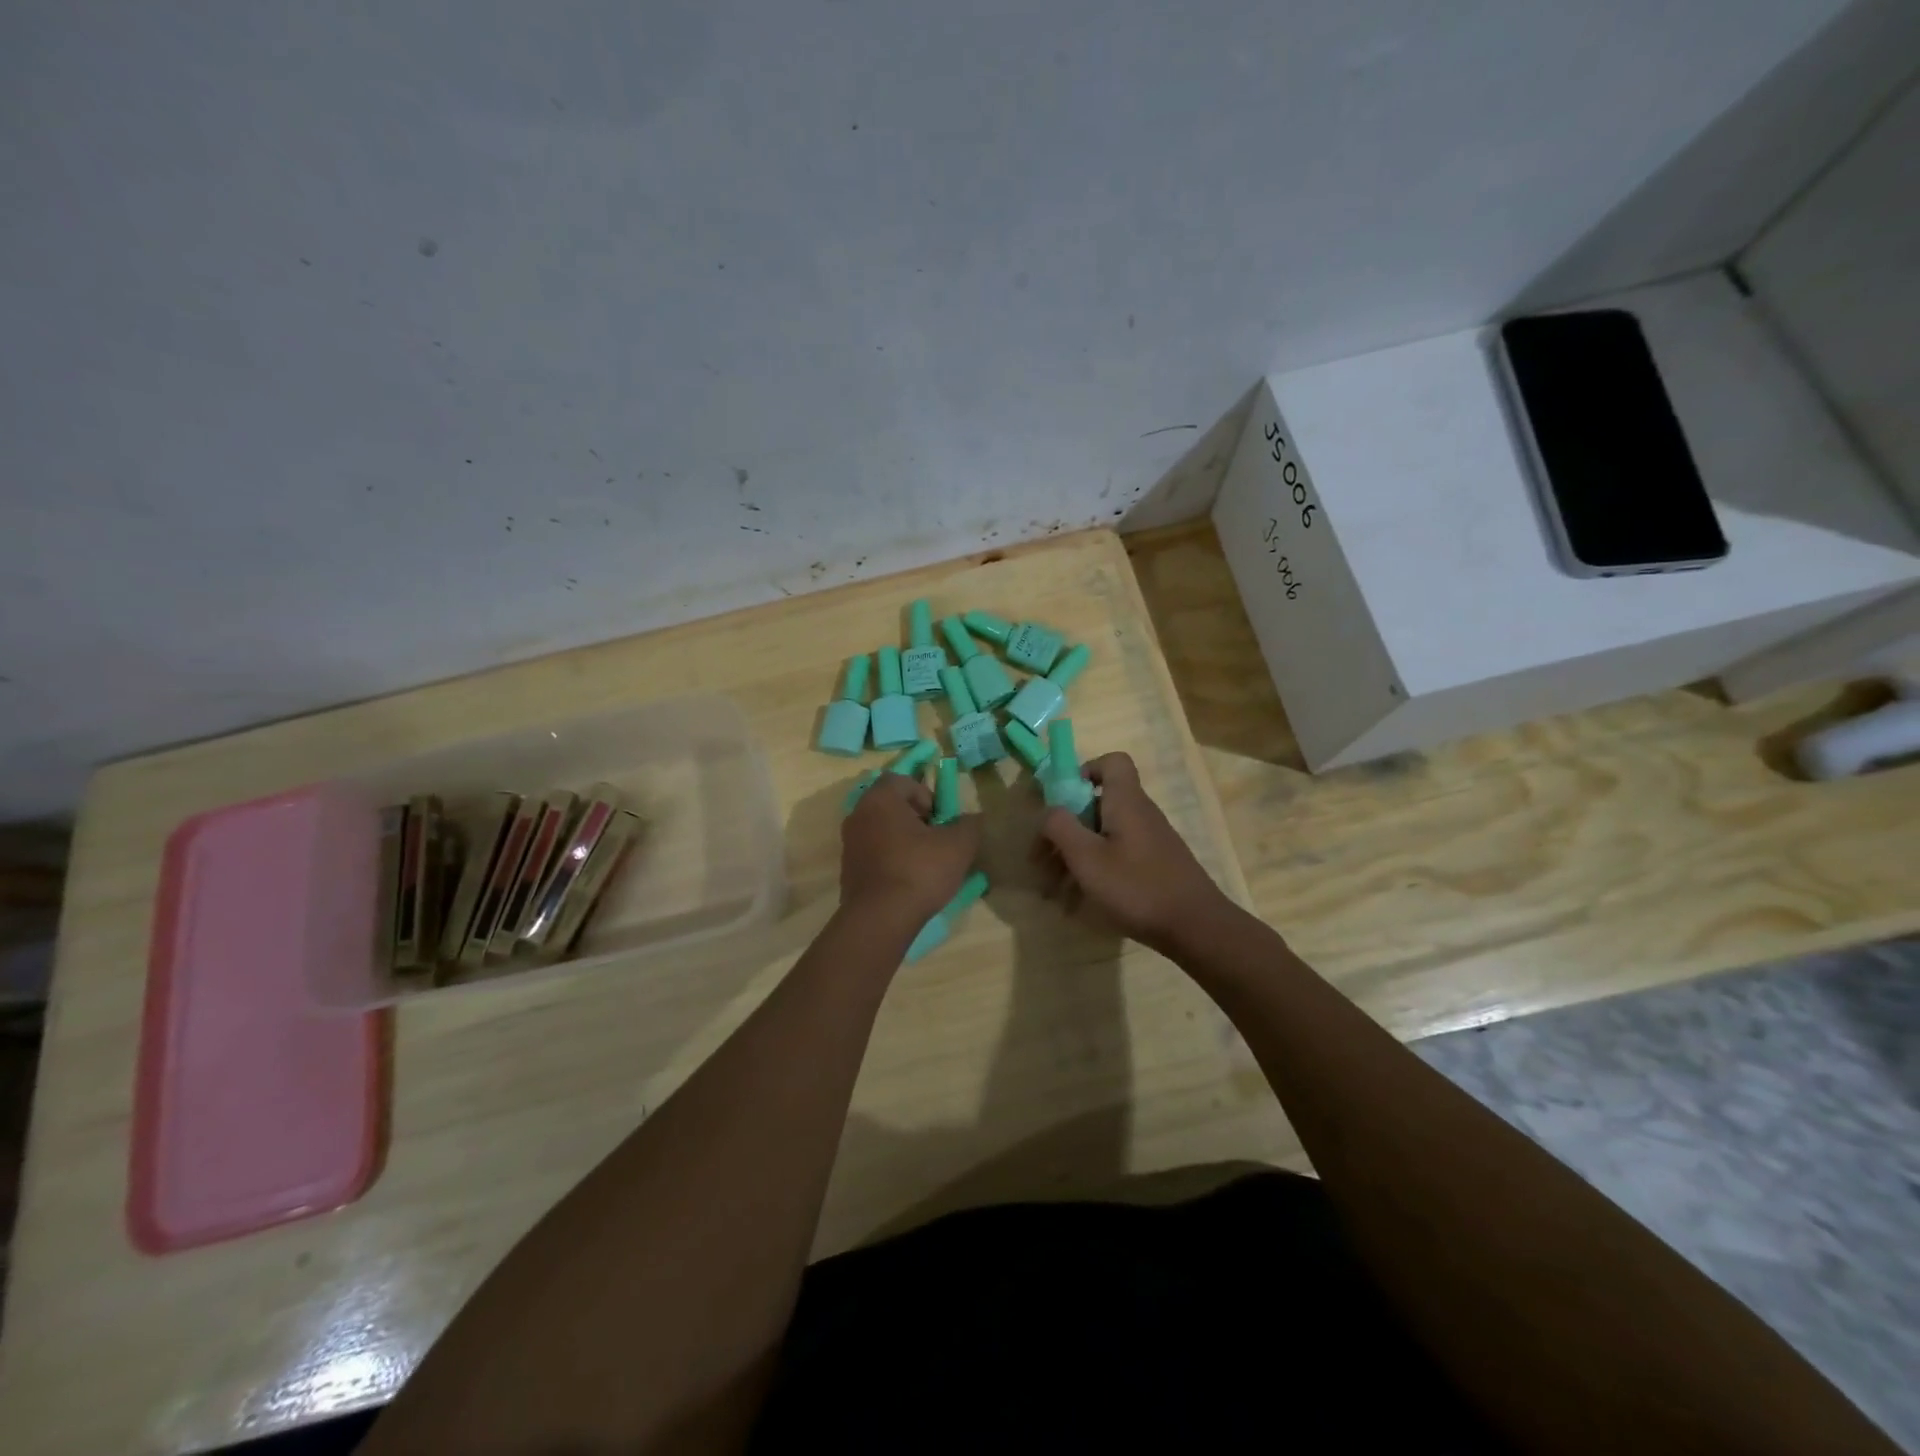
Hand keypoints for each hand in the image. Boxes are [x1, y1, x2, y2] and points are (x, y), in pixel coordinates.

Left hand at [840, 772, 980, 924]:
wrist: (880, 919)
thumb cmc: (919, 871)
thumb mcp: (958, 845)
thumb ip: (969, 825)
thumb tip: (972, 818)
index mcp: (880, 799)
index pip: (901, 780)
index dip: (925, 795)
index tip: (939, 820)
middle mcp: (858, 815)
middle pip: (889, 804)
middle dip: (914, 817)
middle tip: (934, 839)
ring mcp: (849, 843)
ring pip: (880, 829)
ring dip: (902, 839)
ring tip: (924, 862)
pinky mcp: (847, 869)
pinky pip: (872, 852)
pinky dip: (889, 858)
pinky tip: (907, 880)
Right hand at [1038, 752, 1234, 954]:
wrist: (1196, 928)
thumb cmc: (1137, 887)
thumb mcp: (1087, 858)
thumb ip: (1061, 827)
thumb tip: (1049, 811)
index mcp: (1126, 802)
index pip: (1113, 762)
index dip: (1085, 771)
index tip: (1063, 801)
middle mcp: (1140, 814)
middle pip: (1097, 805)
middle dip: (1065, 830)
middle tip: (1041, 861)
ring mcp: (1149, 842)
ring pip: (1102, 837)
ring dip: (1074, 858)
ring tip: (1052, 892)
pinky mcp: (1153, 866)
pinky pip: (1115, 858)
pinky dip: (1093, 874)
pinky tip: (1077, 905)